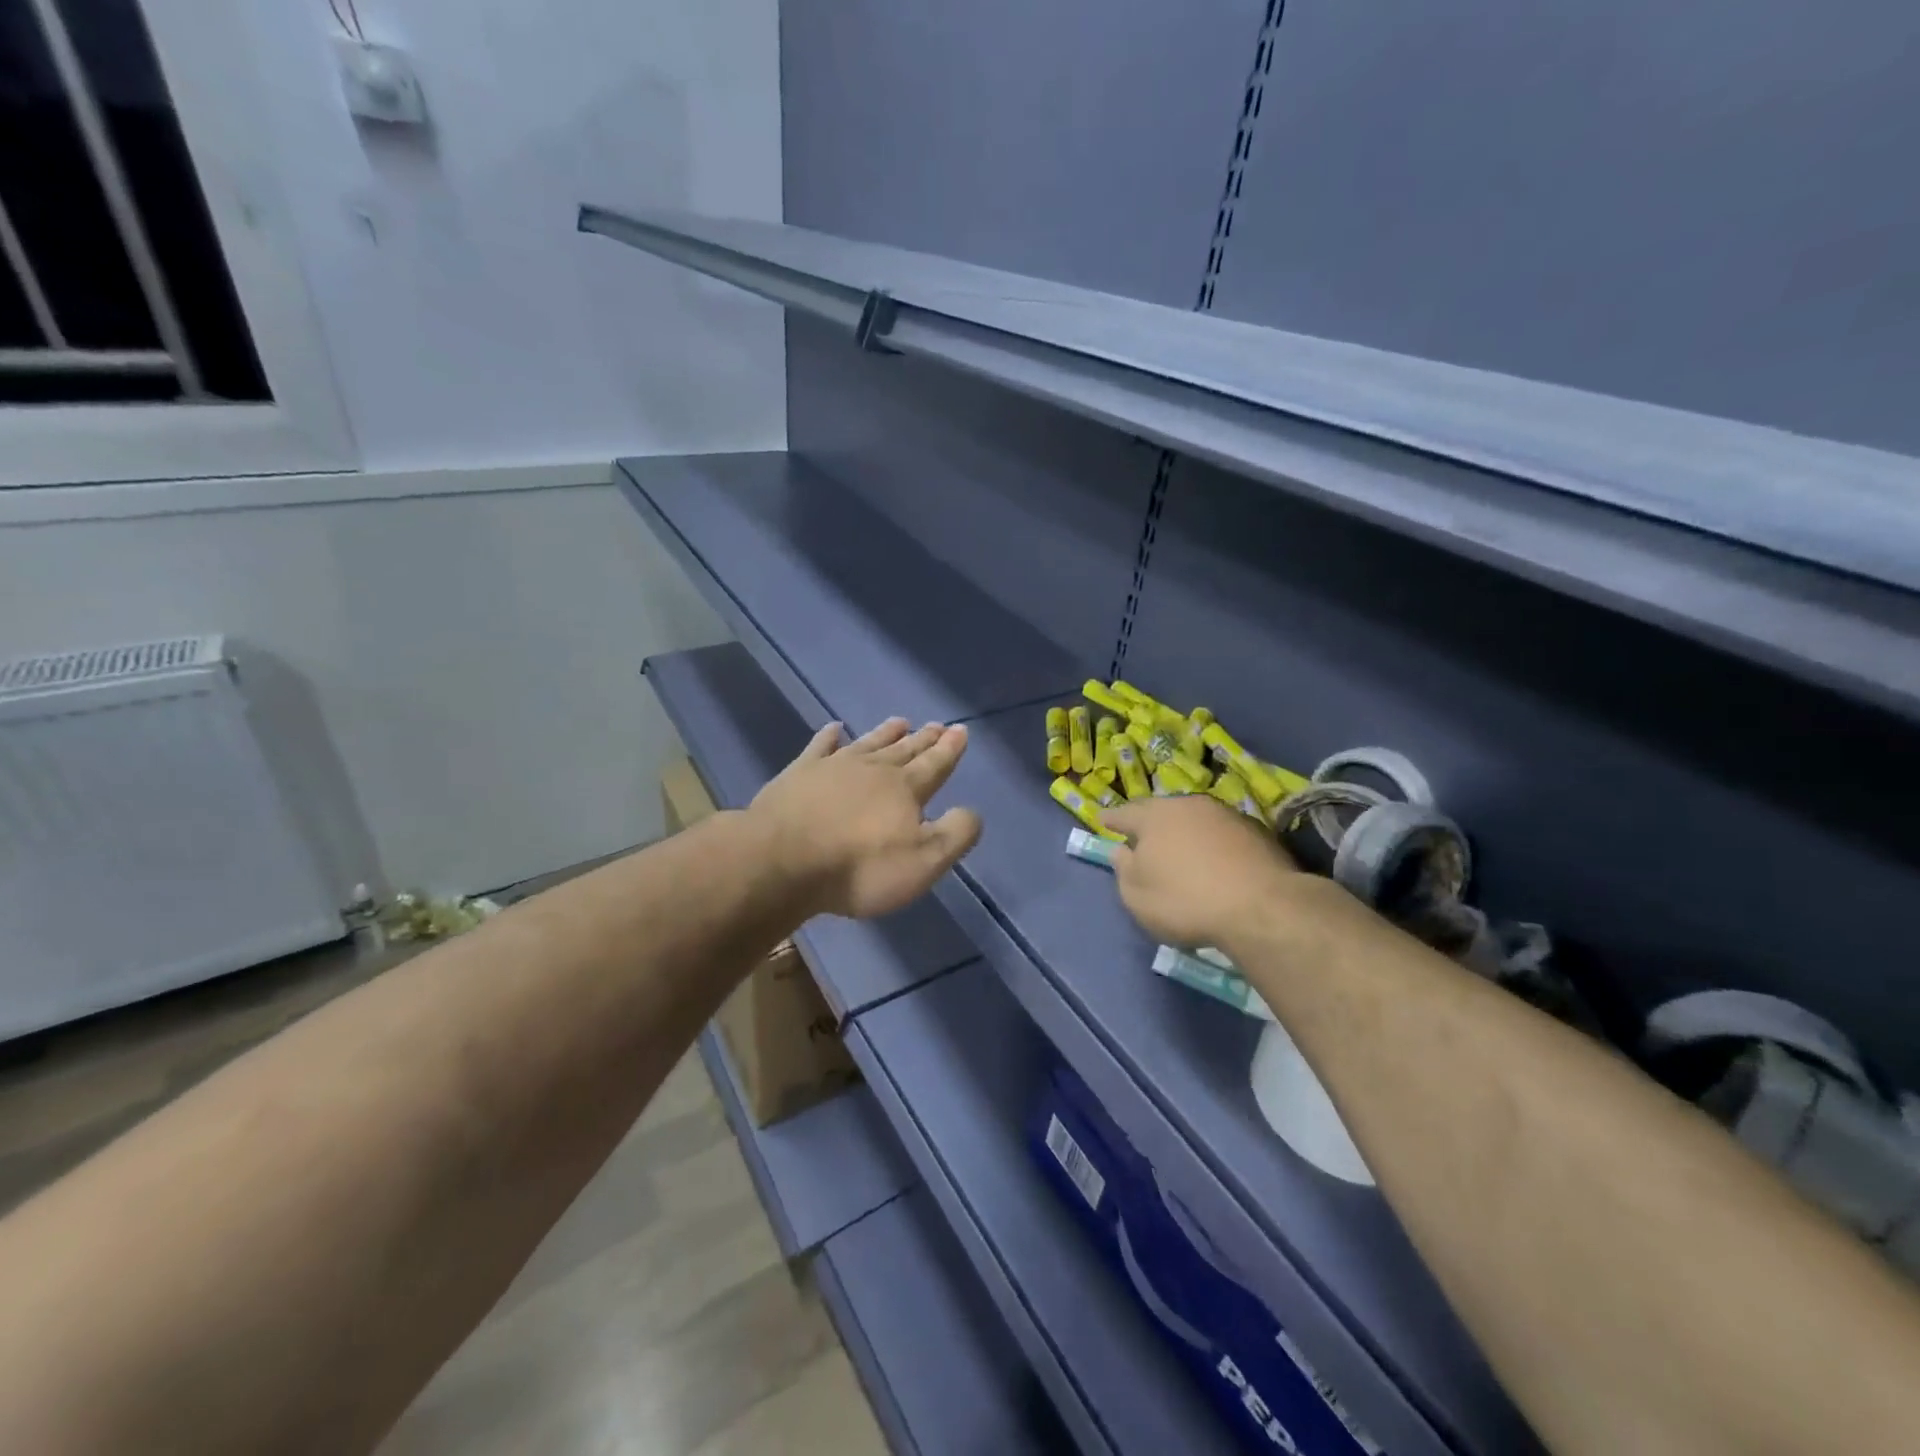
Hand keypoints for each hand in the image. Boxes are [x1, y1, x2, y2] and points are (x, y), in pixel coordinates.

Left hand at [751, 717, 981, 920]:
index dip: (950, 749)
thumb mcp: (923, 862)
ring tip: (900, 720)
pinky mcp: (799, 774)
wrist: (783, 861)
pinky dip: (829, 736)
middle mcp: (873, 769)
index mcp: (905, 788)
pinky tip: (834, 728)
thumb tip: (972, 811)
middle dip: (924, 738)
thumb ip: (955, 834)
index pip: (935, 764)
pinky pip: (819, 747)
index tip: (960, 730)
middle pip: (904, 750)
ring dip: (886, 733)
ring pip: (868, 743)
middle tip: (937, 724)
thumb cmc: (859, 867)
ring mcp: (833, 767)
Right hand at [1104, 796, 1299, 949]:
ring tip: (1182, 849)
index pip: (1125, 813)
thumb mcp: (1137, 897)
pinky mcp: (1257, 831)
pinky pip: (1223, 833)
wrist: (1261, 907)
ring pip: (1195, 818)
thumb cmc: (1185, 901)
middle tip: (1144, 835)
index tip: (1103, 820)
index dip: (1112, 819)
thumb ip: (1124, 871)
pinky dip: (1214, 843)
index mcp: (1154, 817)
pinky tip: (1216, 861)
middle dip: (1151, 821)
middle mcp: (1188, 806)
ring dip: (1186, 831)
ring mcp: (1225, 815)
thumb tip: (1122, 852)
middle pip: (1162, 810)